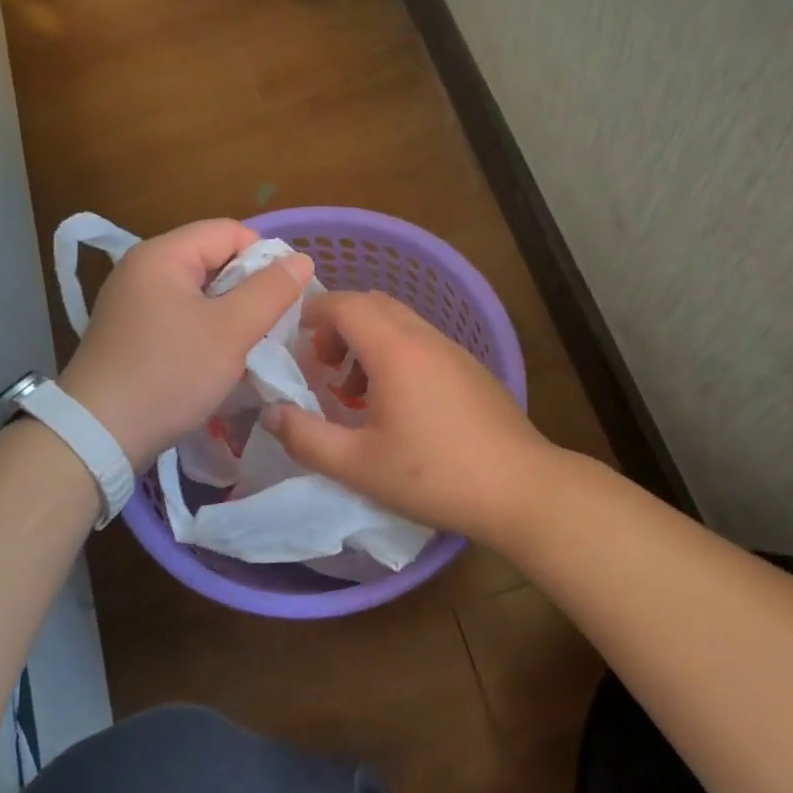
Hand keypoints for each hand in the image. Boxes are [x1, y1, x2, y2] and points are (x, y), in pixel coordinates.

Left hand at [59, 220, 312, 467]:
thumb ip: (271, 291)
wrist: (99, 435)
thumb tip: (302, 260)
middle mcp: (143, 269)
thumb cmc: (170, 373)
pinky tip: (217, 361)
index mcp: (163, 255)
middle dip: (249, 289)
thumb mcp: (230, 331)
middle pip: (214, 260)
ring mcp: (133, 303)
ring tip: (247, 347)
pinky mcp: (132, 333)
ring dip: (230, 315)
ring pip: (201, 293)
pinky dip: (206, 332)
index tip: (283, 299)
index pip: (230, 231)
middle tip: (269, 327)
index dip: (265, 258)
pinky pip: (182, 318)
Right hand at [265, 291, 556, 543]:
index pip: (346, 304)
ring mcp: (454, 351)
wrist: (520, 488)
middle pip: (373, 305)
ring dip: (367, 343)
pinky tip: (395, 407)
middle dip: (338, 326)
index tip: (294, 341)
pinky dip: (395, 355)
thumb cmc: (433, 475)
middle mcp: (425, 338)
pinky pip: (422, 343)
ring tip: (353, 394)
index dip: (313, 312)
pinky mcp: (471, 370)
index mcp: (395, 350)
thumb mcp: (357, 465)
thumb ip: (306, 438)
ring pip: (399, 324)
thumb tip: (273, 414)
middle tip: (322, 367)